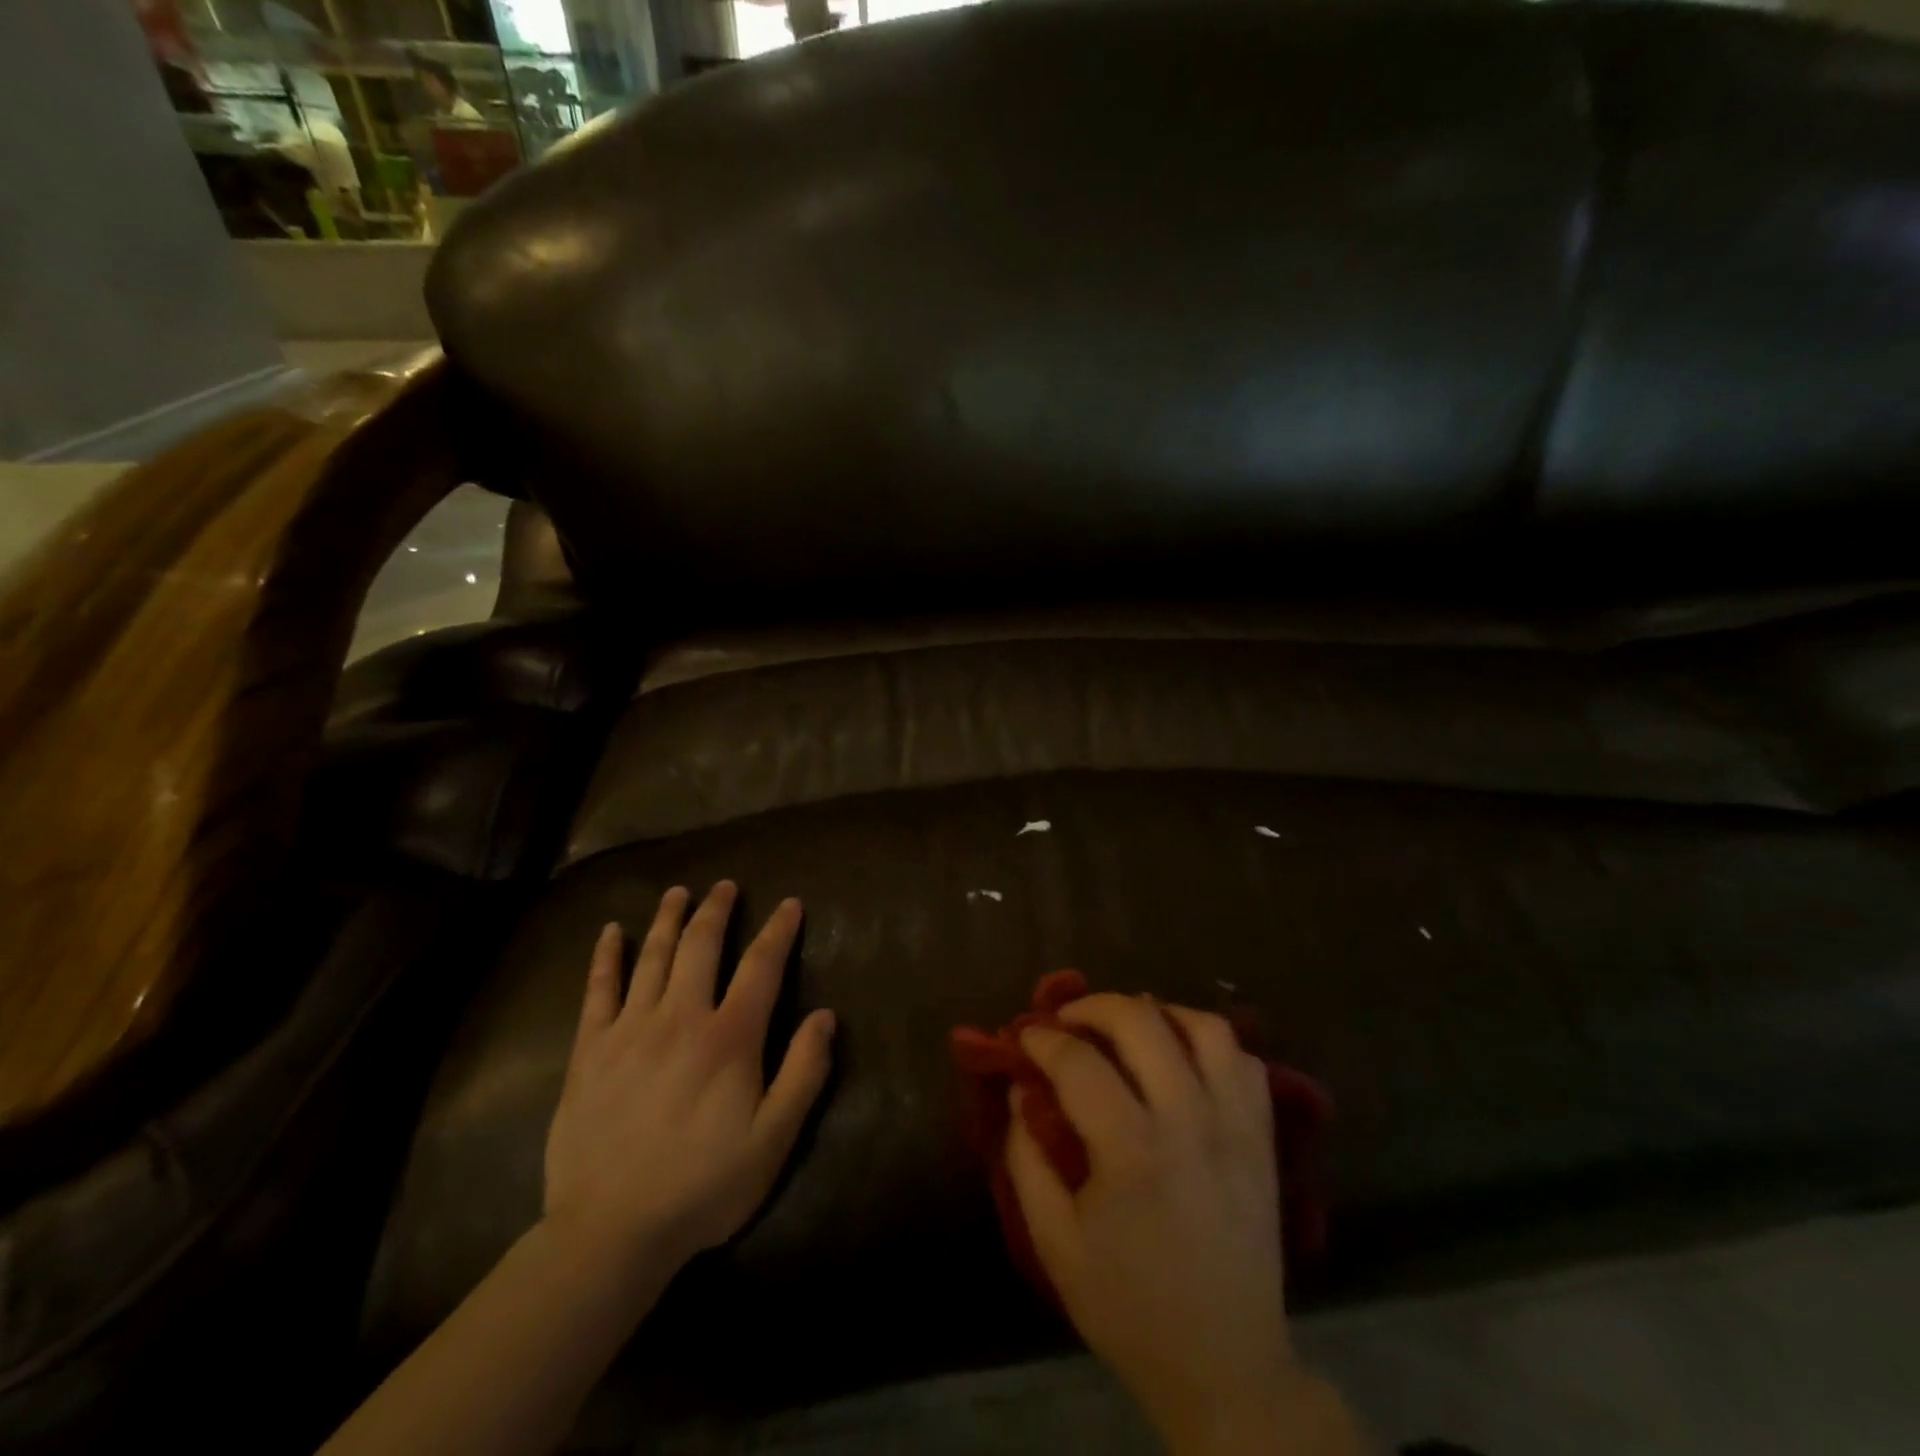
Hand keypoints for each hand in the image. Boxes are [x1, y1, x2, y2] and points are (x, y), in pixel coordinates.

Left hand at [542, 882, 835, 1280]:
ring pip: (653, 957)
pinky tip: (611, 932)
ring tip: (679, 892)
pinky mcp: (589, 1051)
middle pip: (701, 947)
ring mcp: (630, 1030)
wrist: (610, 1232)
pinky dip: (606, 956)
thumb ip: (803, 1072)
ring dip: (669, 919)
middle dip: (717, 910)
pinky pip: (598, 990)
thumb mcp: (773, 1139)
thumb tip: (825, 1015)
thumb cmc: (703, 1186)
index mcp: (729, 1038)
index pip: (761, 966)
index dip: (778, 931)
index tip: (790, 904)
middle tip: (725, 886)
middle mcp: (680, 1018)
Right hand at [1007, 993, 1340, 1455]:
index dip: (1043, 1039)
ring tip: (1129, 1027)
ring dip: (1159, 1013)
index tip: (1025, 1036)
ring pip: (1205, 1028)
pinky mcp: (1263, 1139)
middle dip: (1094, 1006)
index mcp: (1132, 1151)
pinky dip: (1210, 1044)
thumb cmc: (1129, 1308)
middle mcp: (1189, 1122)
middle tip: (1068, 1019)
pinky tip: (1182, 1058)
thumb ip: (1027, 1160)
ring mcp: (1235, 1126)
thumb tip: (1021, 1091)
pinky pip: (1244, 1062)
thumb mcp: (1055, 1244)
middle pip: (1141, 1022)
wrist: (1227, 1368)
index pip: (1079, 1062)